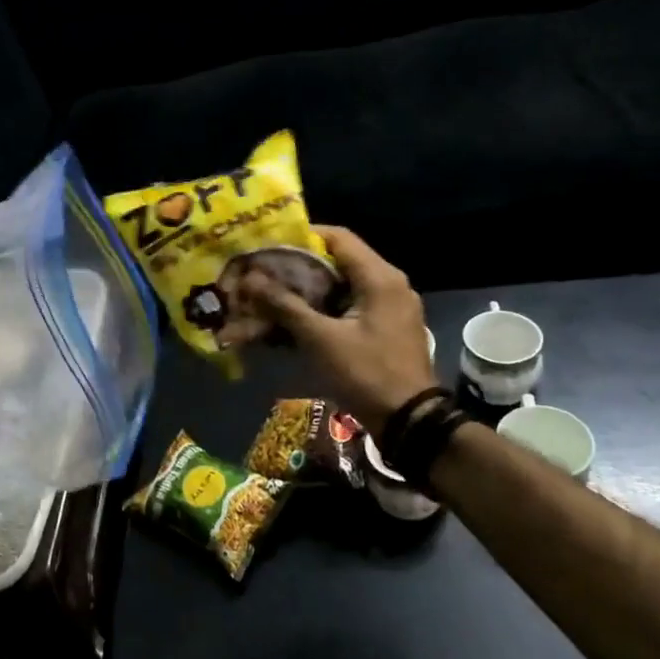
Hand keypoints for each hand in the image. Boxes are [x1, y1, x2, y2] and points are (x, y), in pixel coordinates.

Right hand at [239, 226, 438, 427]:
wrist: (409, 421)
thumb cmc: (366, 374)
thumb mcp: (321, 339)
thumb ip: (285, 306)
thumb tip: (250, 279)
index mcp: (379, 277)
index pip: (337, 237)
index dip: (301, 237)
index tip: (268, 246)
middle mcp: (389, 283)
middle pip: (338, 261)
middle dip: (300, 267)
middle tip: (264, 273)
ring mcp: (391, 306)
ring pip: (343, 285)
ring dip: (310, 289)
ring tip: (274, 296)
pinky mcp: (386, 327)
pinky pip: (351, 306)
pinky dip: (325, 308)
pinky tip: (297, 321)